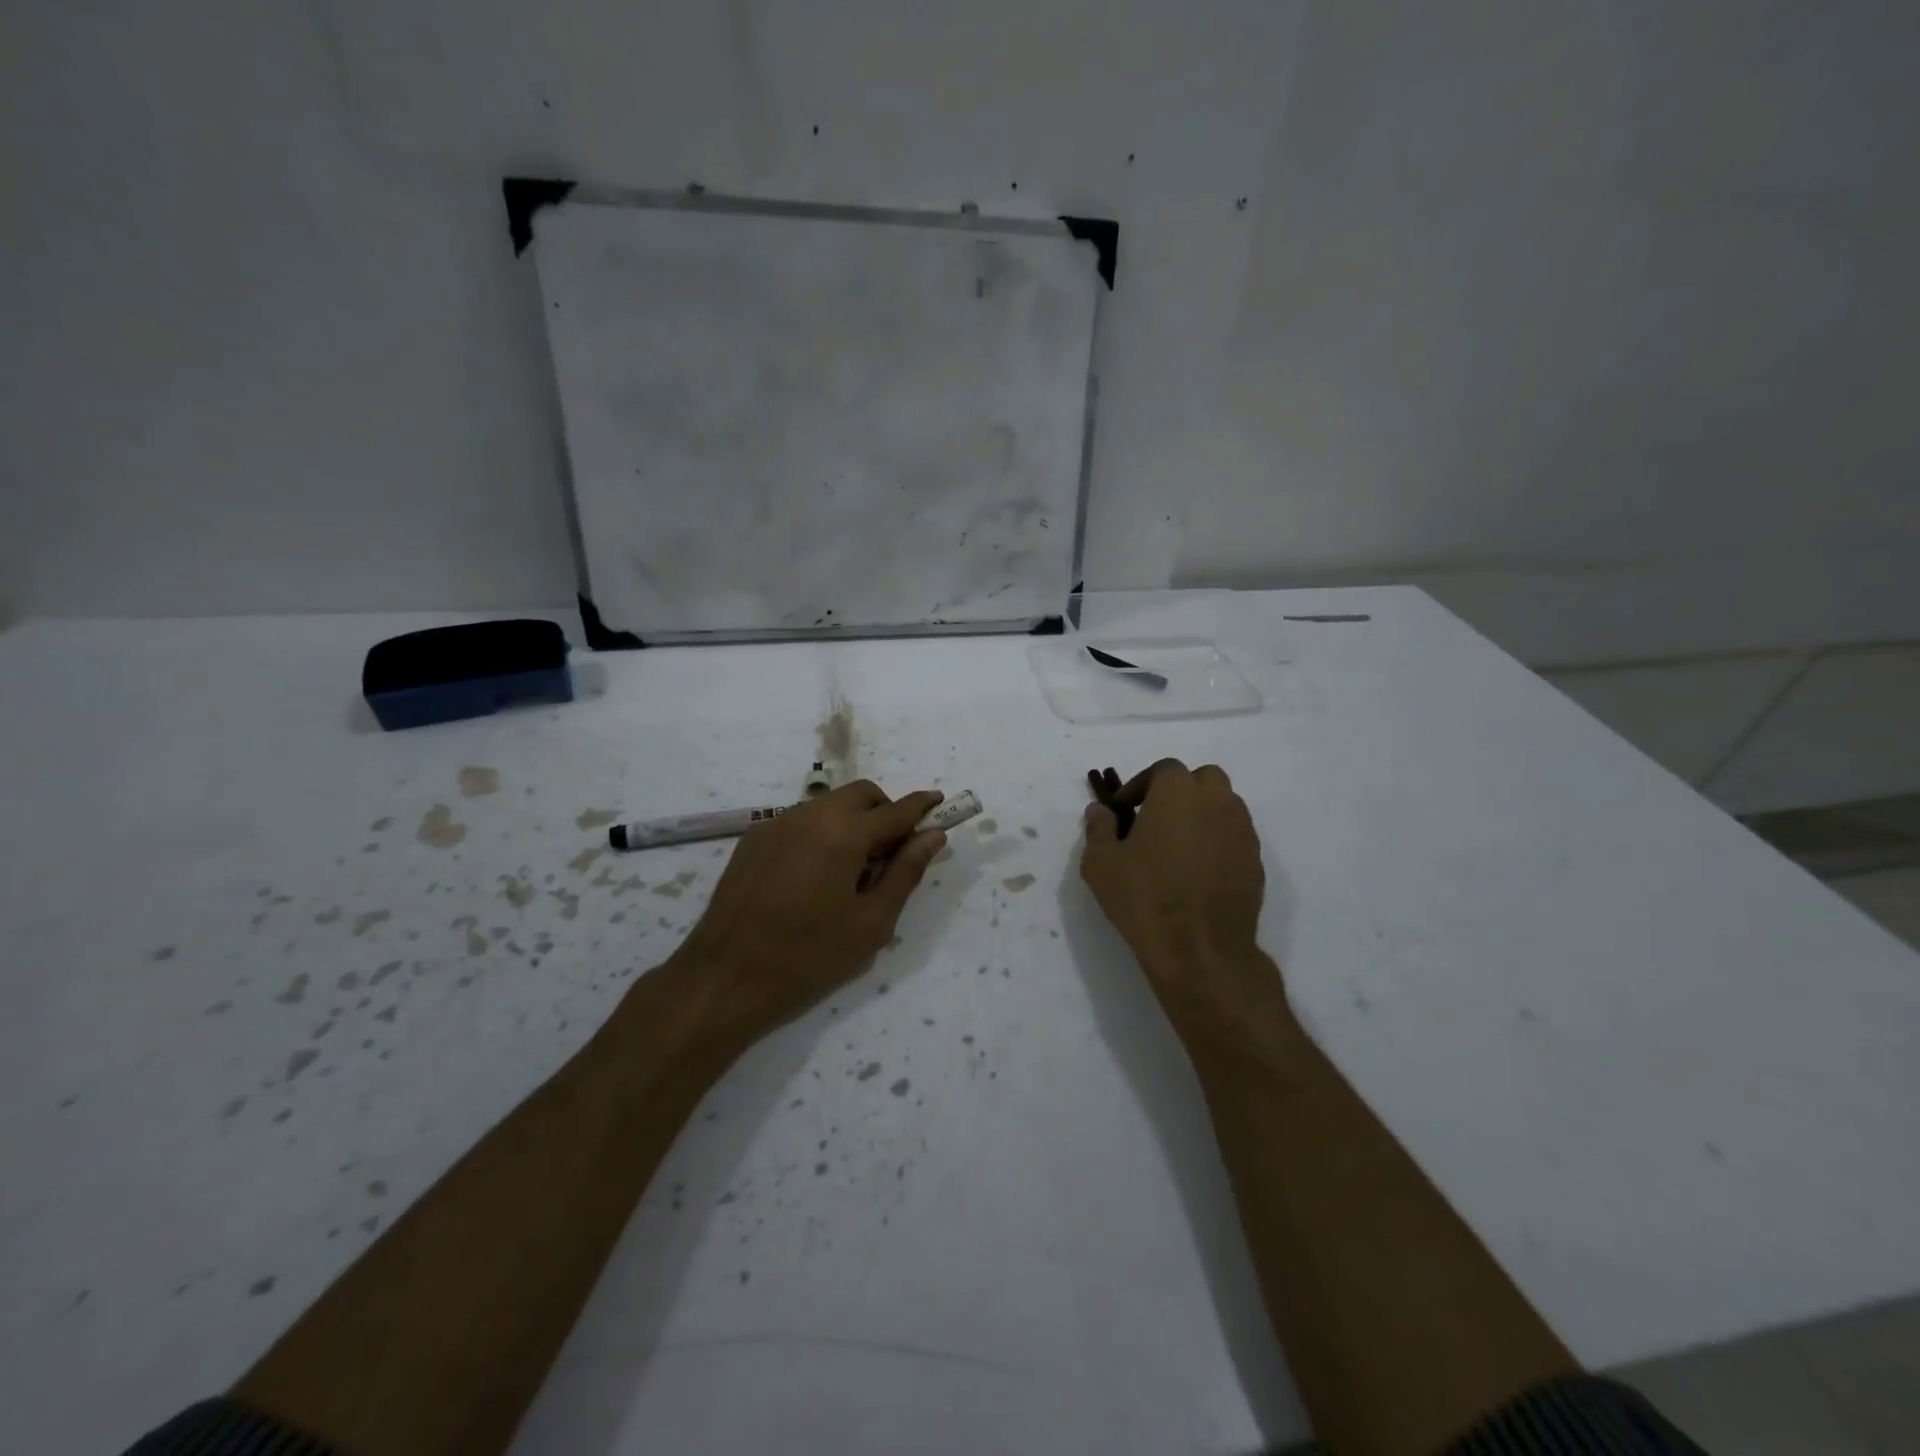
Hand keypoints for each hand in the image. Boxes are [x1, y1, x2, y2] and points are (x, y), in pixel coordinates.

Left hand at [669, 781, 946, 1044]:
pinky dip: (821, 832)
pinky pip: (800, 821)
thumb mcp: (871, 922)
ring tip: (851, 870)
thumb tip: (933, 836)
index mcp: (844, 832)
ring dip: (852, 822)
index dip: (922, 806)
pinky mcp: (753, 838)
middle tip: (892, 853)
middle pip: (861, 795)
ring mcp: (776, 823)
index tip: (940, 802)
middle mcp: (810, 814)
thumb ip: (905, 872)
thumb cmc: (809, 956)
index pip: (896, 810)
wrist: (725, 978)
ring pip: (828, 805)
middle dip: (884, 812)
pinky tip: (814, 875)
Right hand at [1081, 761, 1288, 1042]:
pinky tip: (1198, 871)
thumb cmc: (1144, 898)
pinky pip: (1235, 837)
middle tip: (1155, 819)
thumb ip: (1099, 827)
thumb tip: (1101, 810)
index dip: (1141, 786)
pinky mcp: (1256, 862)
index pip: (1163, 770)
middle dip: (1180, 792)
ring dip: (1201, 814)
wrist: (1200, 950)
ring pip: (1224, 806)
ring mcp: (1242, 832)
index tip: (1124, 811)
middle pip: (1203, 779)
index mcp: (1178, 792)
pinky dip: (1218, 841)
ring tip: (1177, 846)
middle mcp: (1217, 802)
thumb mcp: (1101, 863)